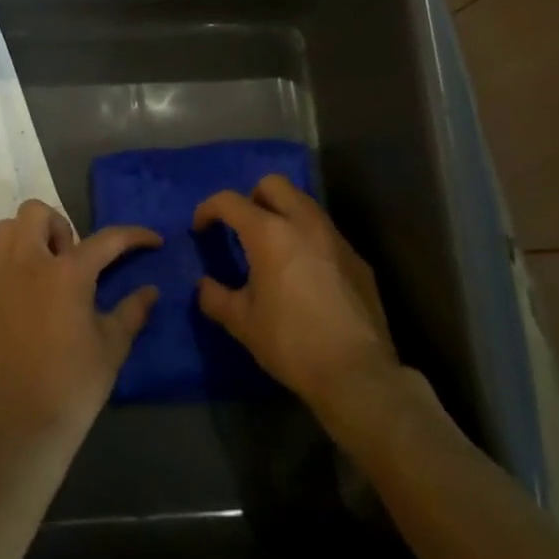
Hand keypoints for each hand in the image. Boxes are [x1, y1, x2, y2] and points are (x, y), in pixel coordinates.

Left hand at [0, 201, 161, 451]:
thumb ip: (133, 310)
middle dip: (58, 225)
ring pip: (6, 230)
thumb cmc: (75, 383)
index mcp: (67, 273)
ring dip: (28, 239)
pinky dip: (8, 266)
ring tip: (44, 270)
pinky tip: (22, 296)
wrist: (24, 425)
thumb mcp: (113, 346)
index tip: (152, 240)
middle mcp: (27, 264)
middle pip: (36, 213)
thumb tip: (152, 291)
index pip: (106, 239)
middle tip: (71, 258)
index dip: (134, 236)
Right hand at [194, 175, 398, 412]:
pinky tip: (305, 273)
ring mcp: (335, 238)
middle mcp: (304, 223)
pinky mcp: (357, 258)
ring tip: (273, 247)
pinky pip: (325, 232)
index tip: (201, 229)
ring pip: (304, 203)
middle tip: (243, 228)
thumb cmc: (291, 343)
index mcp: (269, 233)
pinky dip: (308, 239)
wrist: (357, 374)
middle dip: (252, 197)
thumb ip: (216, 297)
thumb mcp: (242, 323)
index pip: (230, 201)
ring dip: (283, 214)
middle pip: (273, 184)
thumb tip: (204, 286)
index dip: (208, 209)